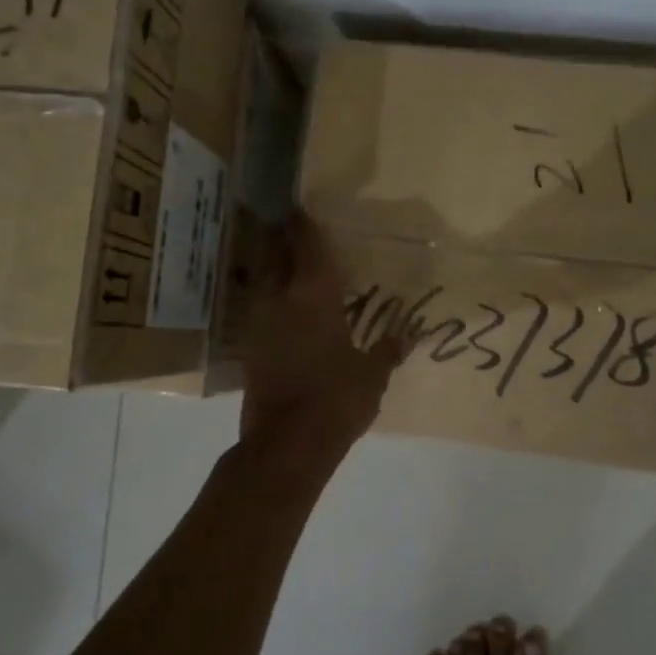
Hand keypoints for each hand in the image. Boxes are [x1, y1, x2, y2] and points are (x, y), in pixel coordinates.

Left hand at [239, 213, 401, 451]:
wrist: (286, 445)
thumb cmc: (336, 401)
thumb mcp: (371, 376)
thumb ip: (386, 351)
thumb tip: (405, 335)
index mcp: (314, 296)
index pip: (307, 246)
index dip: (304, 224)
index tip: (301, 209)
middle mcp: (280, 300)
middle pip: (275, 256)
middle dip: (281, 240)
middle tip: (293, 231)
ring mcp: (260, 324)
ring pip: (263, 282)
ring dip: (273, 270)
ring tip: (289, 267)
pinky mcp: (250, 350)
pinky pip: (260, 311)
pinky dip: (270, 303)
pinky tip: (283, 311)